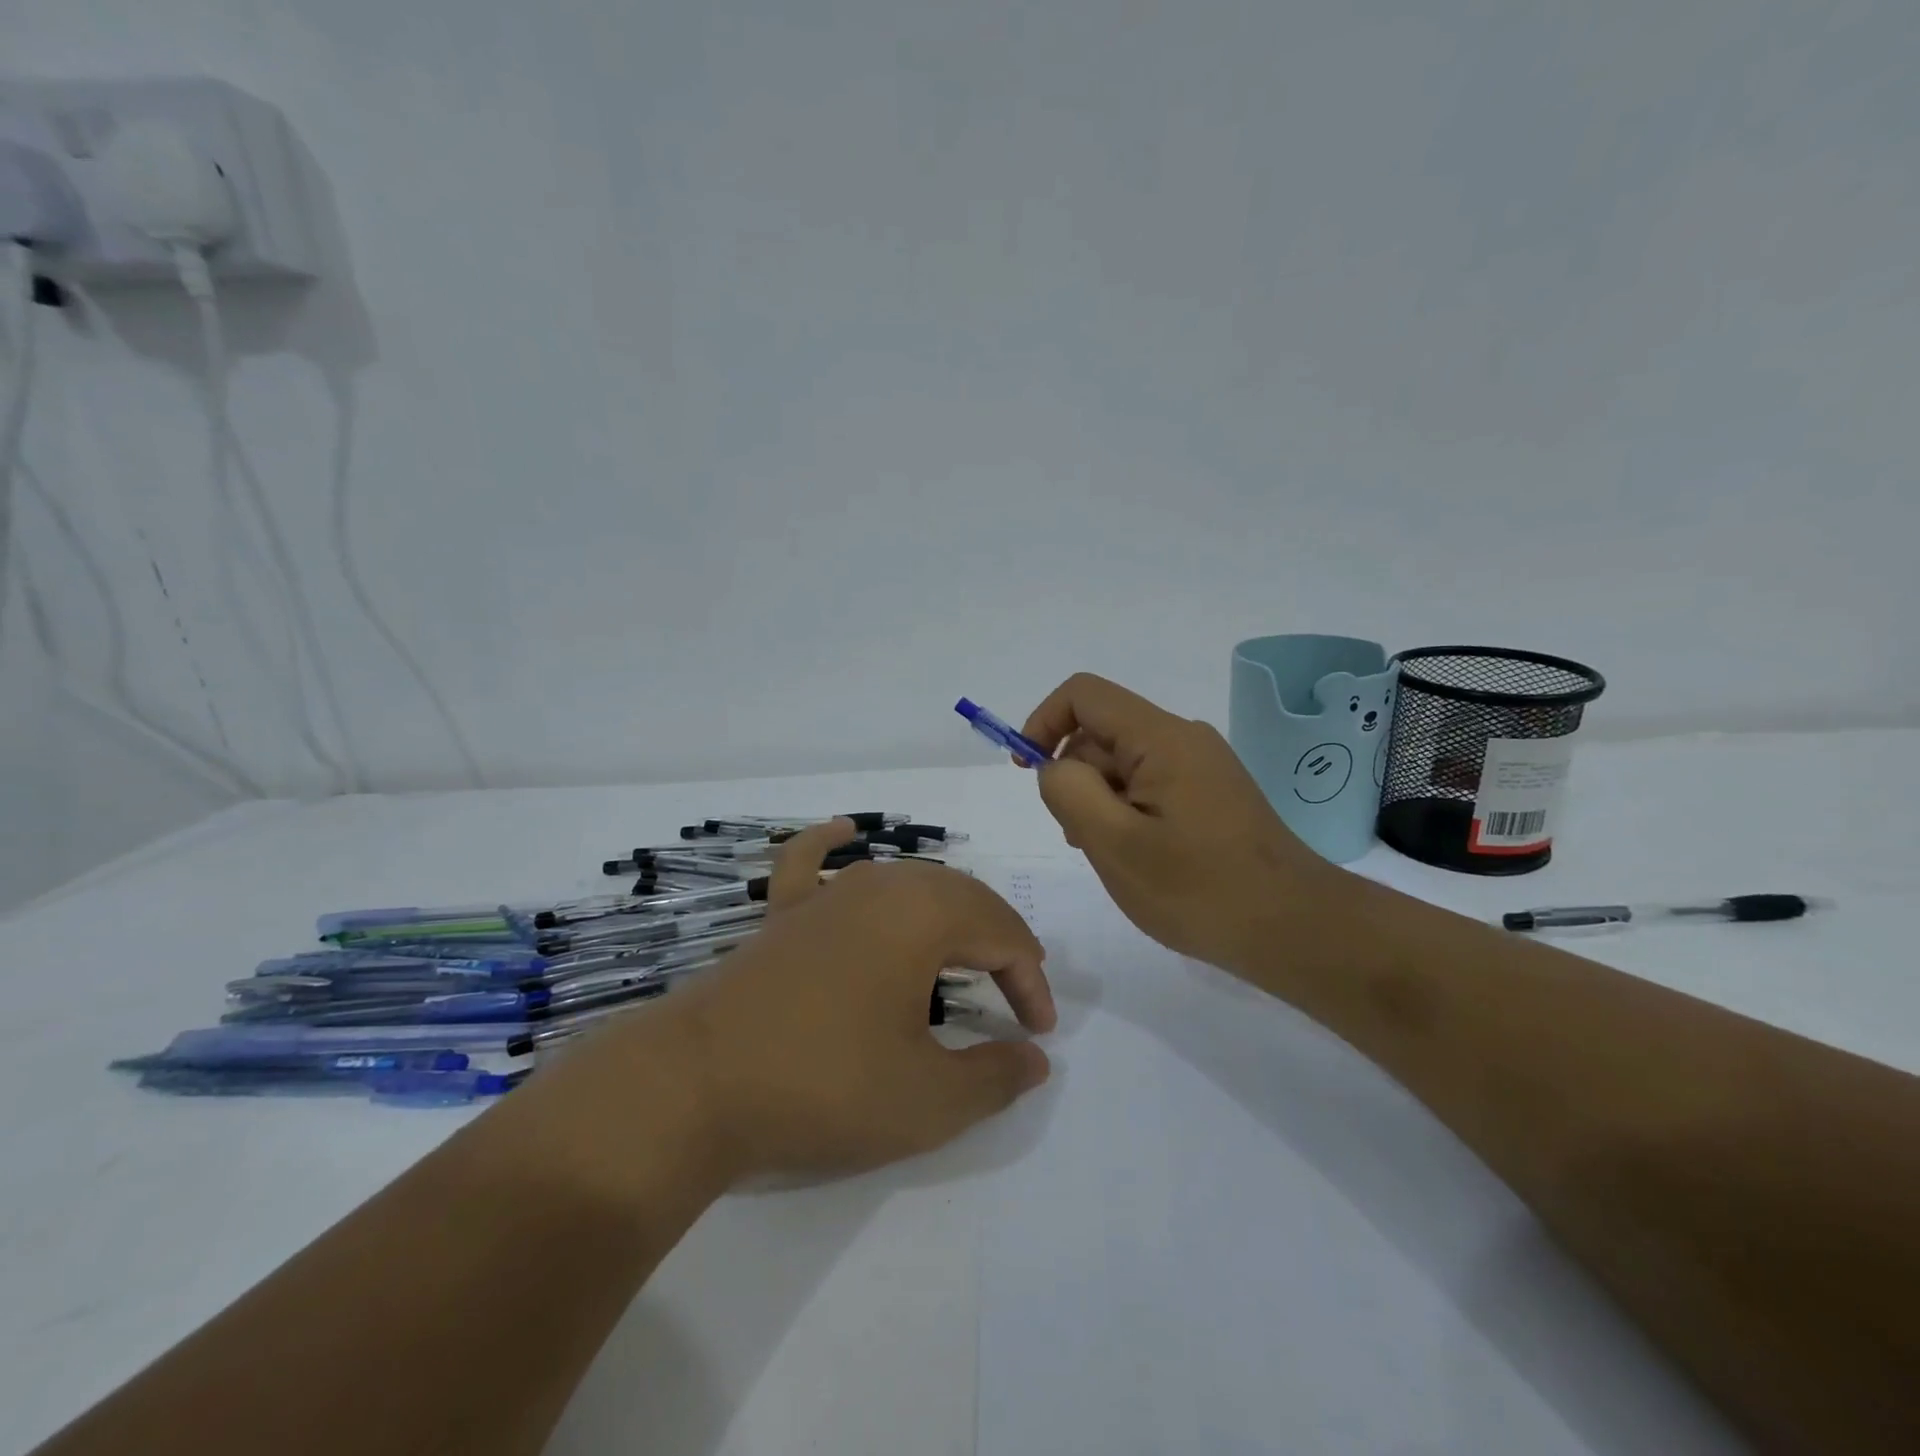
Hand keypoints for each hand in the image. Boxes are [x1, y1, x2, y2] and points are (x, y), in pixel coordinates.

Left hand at [597, 821, 1055, 1182]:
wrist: (696, 1084)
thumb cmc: (824, 1085)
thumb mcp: (927, 1099)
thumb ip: (995, 1077)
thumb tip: (1035, 1058)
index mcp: (923, 914)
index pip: (1002, 934)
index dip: (1030, 980)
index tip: (1038, 1032)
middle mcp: (880, 885)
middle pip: (962, 898)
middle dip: (999, 941)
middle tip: (1016, 992)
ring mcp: (826, 893)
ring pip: (906, 882)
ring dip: (947, 911)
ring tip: (967, 950)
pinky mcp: (783, 913)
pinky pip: (813, 863)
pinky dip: (831, 845)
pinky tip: (846, 832)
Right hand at [1023, 673, 1337, 972]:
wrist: (1295, 929)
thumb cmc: (1199, 890)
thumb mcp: (1115, 844)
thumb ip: (1069, 793)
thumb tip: (1055, 768)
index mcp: (1161, 738)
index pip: (1084, 694)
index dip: (1044, 722)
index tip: (1028, 773)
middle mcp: (1183, 738)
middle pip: (1103, 732)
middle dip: (1074, 776)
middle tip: (1082, 838)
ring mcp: (1201, 766)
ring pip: (1124, 764)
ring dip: (1100, 801)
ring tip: (1114, 856)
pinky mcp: (1211, 793)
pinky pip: (1150, 785)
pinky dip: (1127, 812)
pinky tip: (1139, 858)